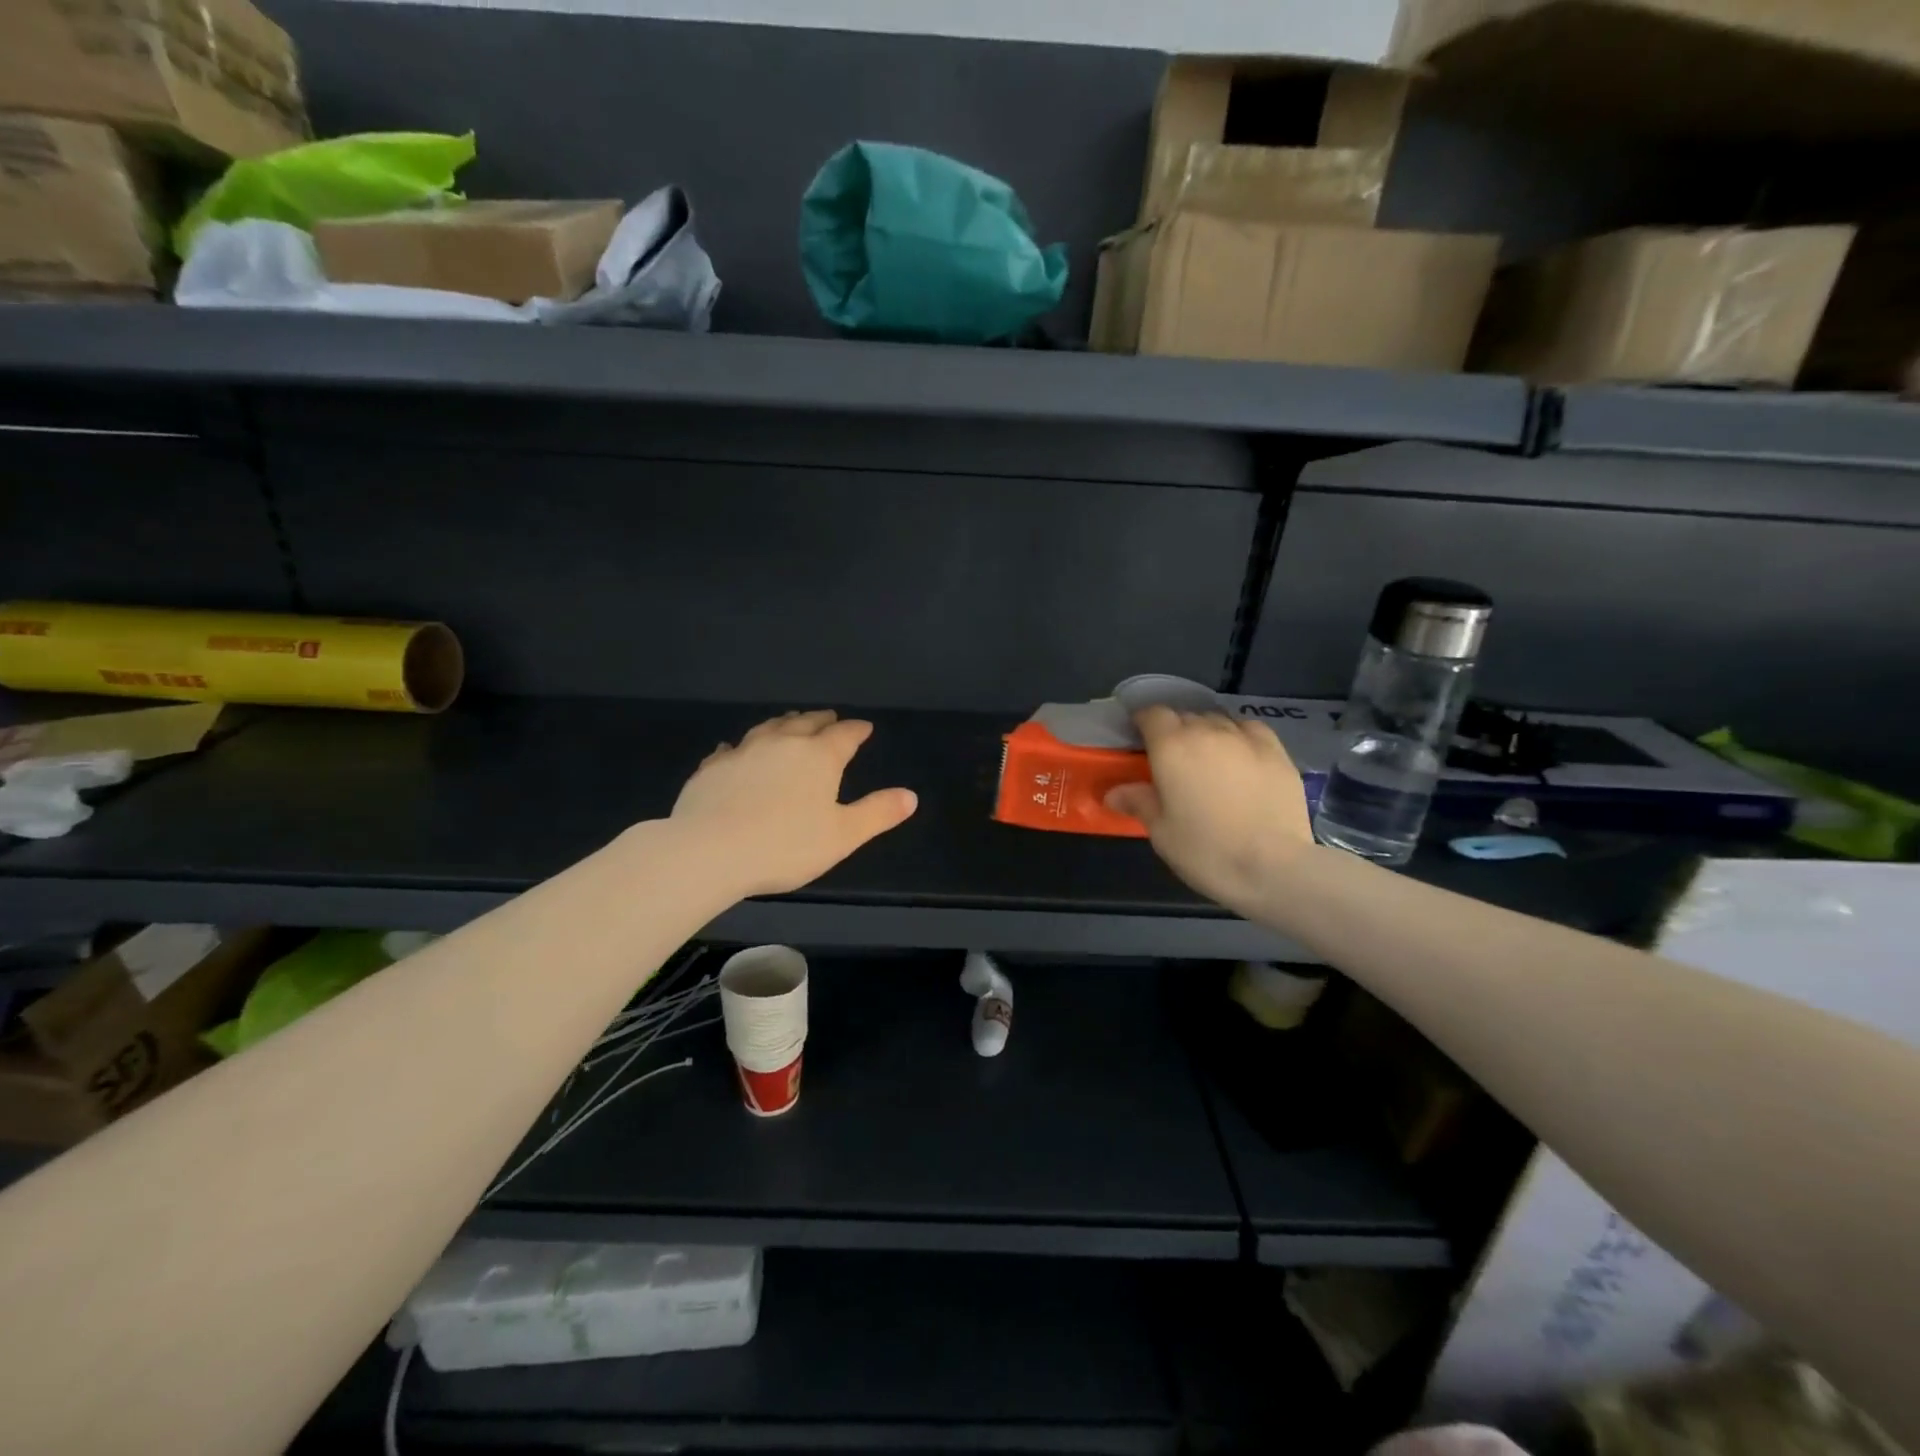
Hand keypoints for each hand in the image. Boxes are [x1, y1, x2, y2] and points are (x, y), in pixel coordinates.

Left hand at [671, 710, 918, 897]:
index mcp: (818, 757)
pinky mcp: (712, 768)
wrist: (709, 851)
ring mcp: (743, 752)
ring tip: (790, 722)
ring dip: (784, 724)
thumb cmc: (785, 846)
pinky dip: (741, 746)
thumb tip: (911, 795)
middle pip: (806, 723)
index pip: (844, 735)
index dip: (856, 730)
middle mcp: (782, 744)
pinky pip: (731, 749)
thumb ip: (877, 813)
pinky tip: (736, 750)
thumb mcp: (843, 835)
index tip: (864, 727)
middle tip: (829, 717)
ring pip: (768, 728)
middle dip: (821, 720)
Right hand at [1105, 707, 1312, 916]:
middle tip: (1172, 760)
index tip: (1139, 740)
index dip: (1143, 723)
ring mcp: (1245, 738)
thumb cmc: (1206, 851)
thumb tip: (1114, 793)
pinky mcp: (1276, 751)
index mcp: (1171, 747)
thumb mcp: (1161, 832)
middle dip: (1174, 731)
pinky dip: (1238, 736)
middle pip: (1185, 716)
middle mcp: (1207, 731)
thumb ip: (1139, 802)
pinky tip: (1240, 756)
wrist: (1273, 867)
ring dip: (1206, 733)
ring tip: (1207, 759)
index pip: (1152, 714)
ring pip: (1217, 721)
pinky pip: (1249, 729)